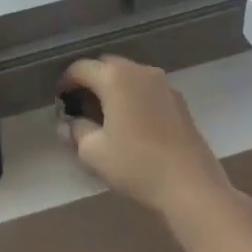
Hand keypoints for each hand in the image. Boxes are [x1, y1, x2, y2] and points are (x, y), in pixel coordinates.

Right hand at [58, 55, 233, 217]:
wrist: (192, 186)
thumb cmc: (137, 164)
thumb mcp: (94, 152)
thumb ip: (76, 132)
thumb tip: (67, 124)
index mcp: (114, 76)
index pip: (80, 68)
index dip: (66, 82)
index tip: (60, 100)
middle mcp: (138, 70)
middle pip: (106, 66)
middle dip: (91, 81)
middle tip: (82, 106)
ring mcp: (162, 83)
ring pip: (129, 76)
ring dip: (114, 88)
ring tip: (108, 115)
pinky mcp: (179, 100)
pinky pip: (147, 88)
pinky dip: (135, 97)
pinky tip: (134, 123)